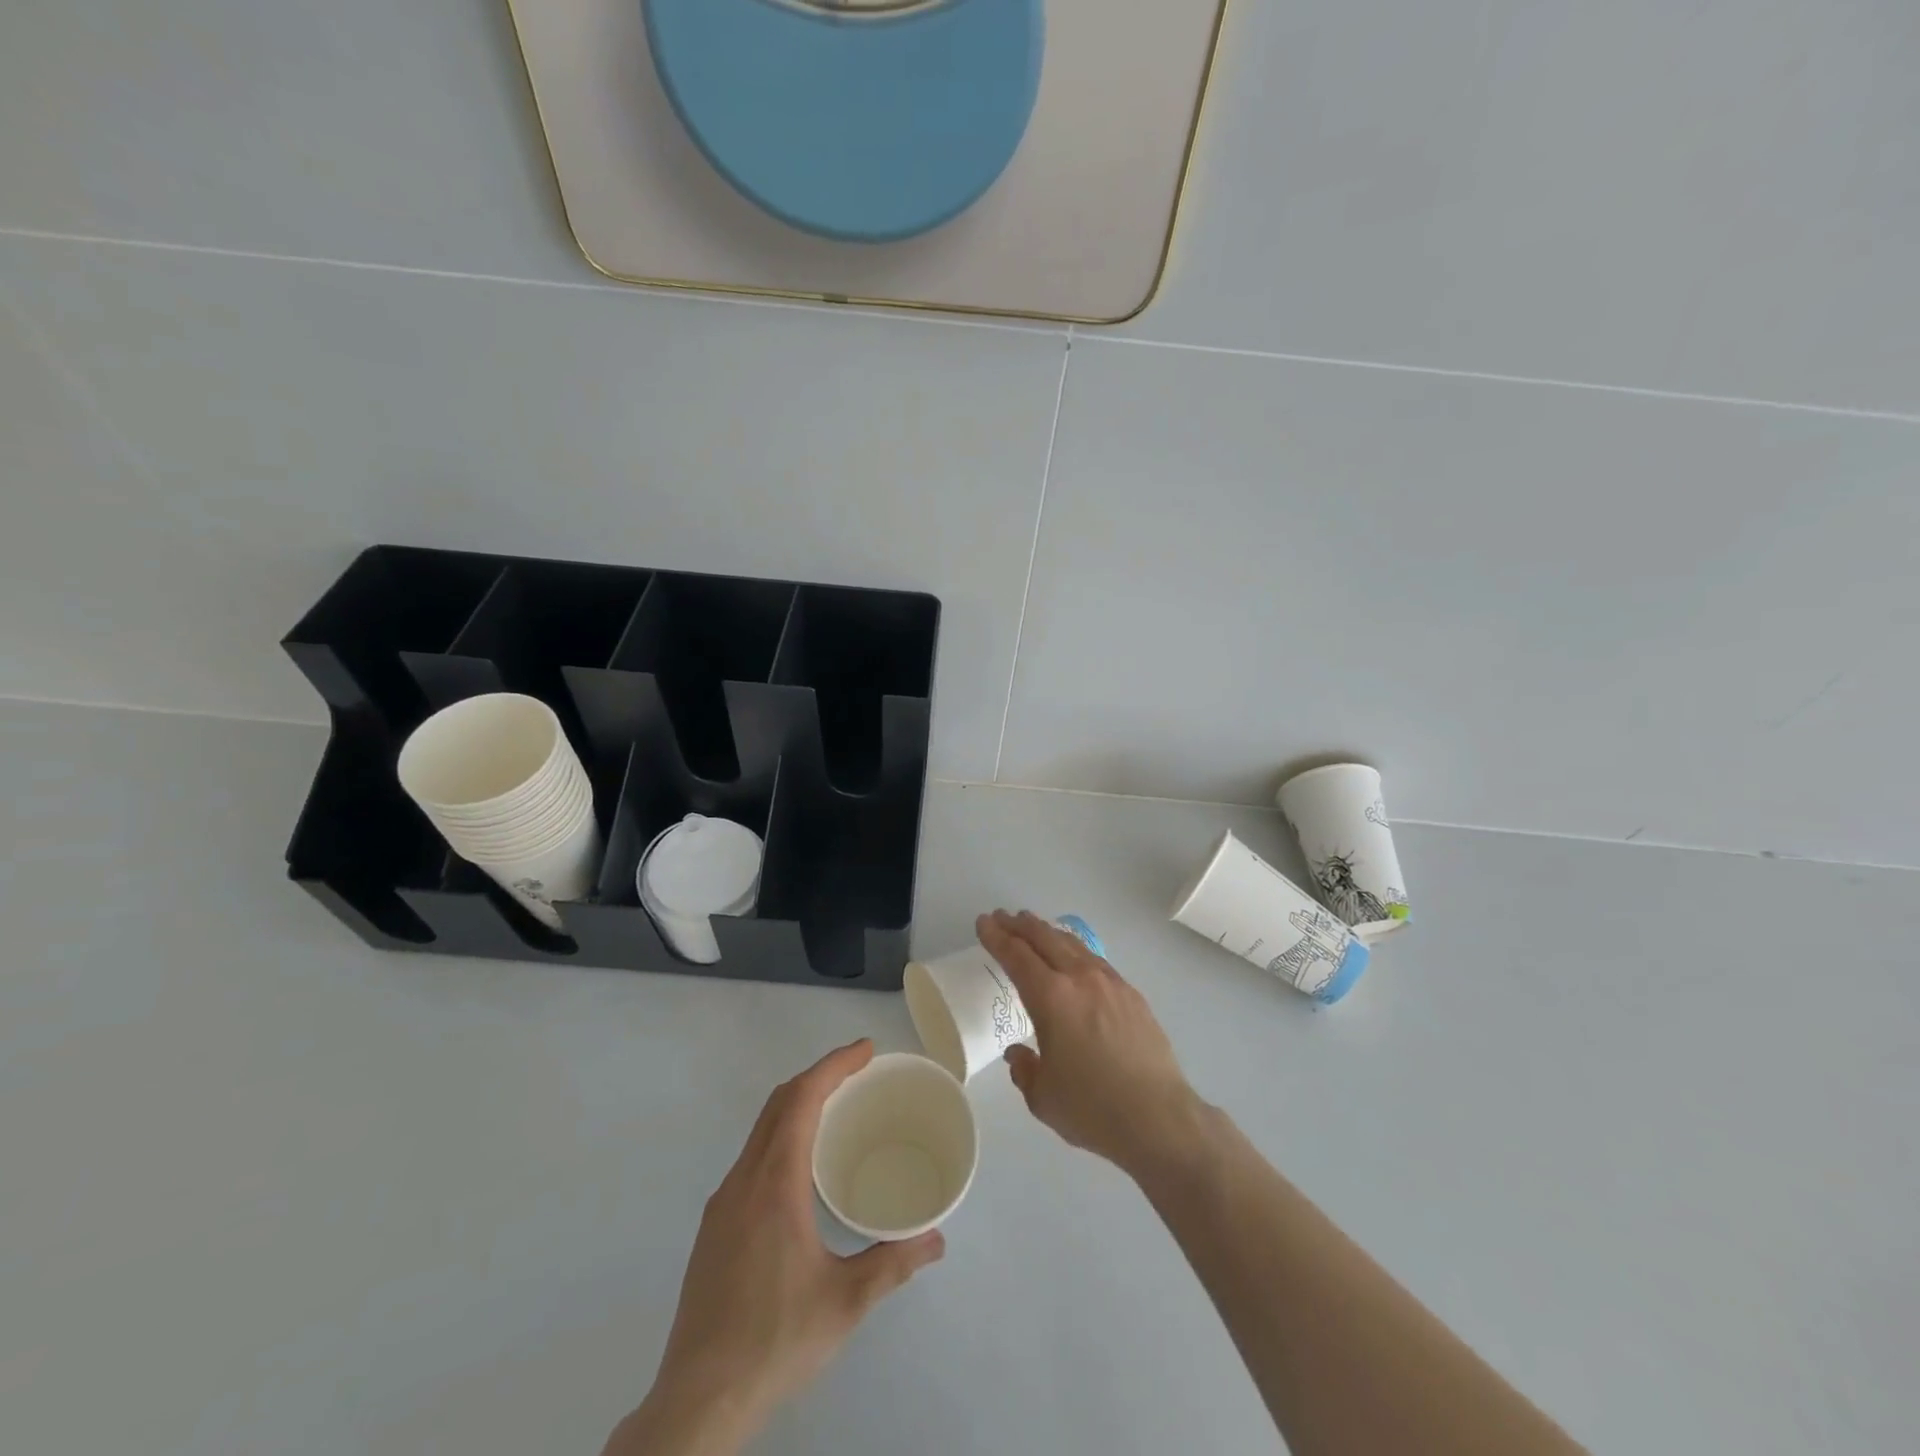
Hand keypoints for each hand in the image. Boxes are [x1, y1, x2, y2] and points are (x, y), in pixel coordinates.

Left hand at [607, 1040, 944, 1455]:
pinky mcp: (714, 1227)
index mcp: (773, 1183)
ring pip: (761, 1130)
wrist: (696, 1401)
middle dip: (819, 1076)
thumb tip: (936, 1239)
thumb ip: (893, 1262)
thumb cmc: (774, 1340)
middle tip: (859, 1071)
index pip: (801, 1099)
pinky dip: (782, 1135)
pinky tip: (802, 1168)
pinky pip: (752, 1157)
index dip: (834, 1066)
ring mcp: (722, 1203)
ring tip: (836, 1110)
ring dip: (798, 1104)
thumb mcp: (845, 1302)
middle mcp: (743, 1180)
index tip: (866, 1050)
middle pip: (778, 1104)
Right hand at [976, 910, 1201, 1177]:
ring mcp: (1110, 983)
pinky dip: (1075, 949)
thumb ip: (1024, 1069)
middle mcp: (1079, 979)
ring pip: (1072, 944)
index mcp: (1051, 998)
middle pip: (1044, 939)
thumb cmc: (1092, 1109)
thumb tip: (1018, 1054)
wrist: (1159, 1117)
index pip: (1016, 956)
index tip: (984, 922)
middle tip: (1003, 917)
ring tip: (1034, 927)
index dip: (996, 937)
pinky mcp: (1131, 994)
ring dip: (1048, 932)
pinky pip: (1095, 959)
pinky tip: (1074, 956)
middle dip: (1020, 926)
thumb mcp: (1042, 1096)